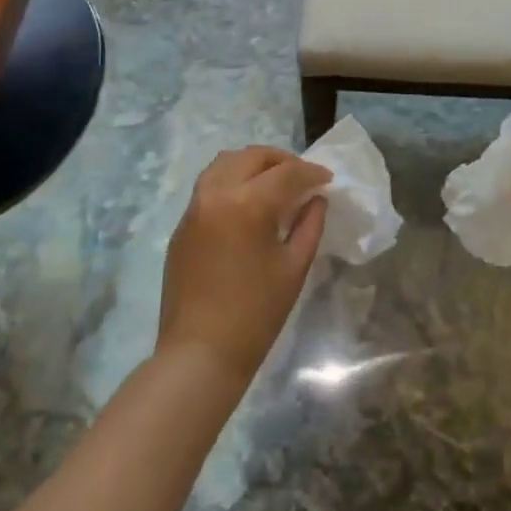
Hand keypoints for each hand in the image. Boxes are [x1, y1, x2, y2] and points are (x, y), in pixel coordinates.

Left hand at [158, 146, 329, 386]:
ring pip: (225, 163)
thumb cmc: (255, 315)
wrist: (199, 354)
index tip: (327, 180)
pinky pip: (209, 185)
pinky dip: (231, 180)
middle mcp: (217, 194)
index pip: (287, 172)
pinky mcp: (182, 224)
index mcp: (248, 204)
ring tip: (273, 182)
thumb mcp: (294, 268)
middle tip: (302, 177)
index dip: (312, 172)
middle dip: (281, 160)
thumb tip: (316, 199)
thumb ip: (309, 225)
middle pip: (252, 156)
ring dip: (252, 164)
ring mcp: (194, 207)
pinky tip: (247, 203)